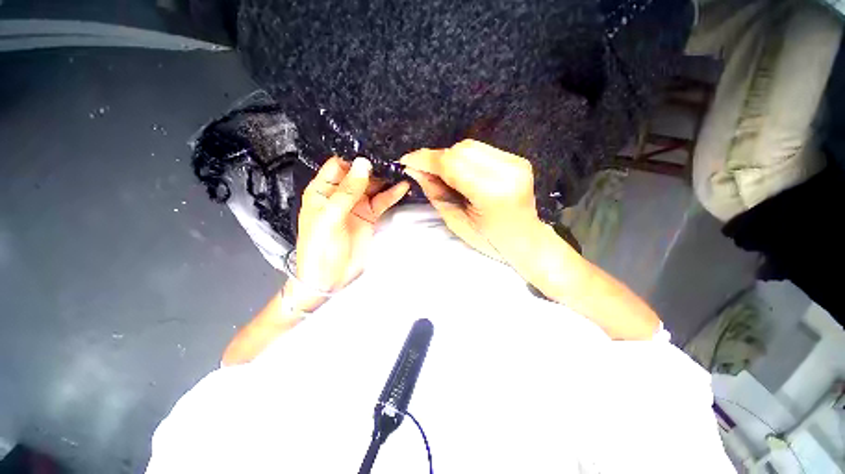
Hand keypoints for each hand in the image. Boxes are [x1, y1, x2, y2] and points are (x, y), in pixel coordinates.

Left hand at [294, 157, 409, 308]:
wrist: (329, 277)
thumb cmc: (320, 247)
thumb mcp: (330, 217)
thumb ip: (347, 191)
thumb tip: (363, 164)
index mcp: (322, 190)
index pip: (338, 166)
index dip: (354, 158)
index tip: (373, 149)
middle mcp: (340, 194)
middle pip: (358, 174)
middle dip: (374, 166)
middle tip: (392, 157)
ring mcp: (357, 205)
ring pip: (373, 186)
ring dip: (386, 179)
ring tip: (401, 169)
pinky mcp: (369, 216)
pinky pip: (382, 201)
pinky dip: (392, 194)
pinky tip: (403, 187)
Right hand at [400, 139, 543, 264]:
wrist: (525, 240)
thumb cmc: (489, 240)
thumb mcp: (456, 221)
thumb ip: (435, 192)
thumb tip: (415, 171)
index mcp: (492, 192)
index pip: (452, 164)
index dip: (425, 159)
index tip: (406, 161)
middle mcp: (507, 170)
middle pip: (460, 150)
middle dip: (435, 158)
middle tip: (422, 171)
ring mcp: (515, 162)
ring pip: (470, 146)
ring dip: (449, 157)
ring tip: (441, 173)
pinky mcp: (517, 159)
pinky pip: (481, 150)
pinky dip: (463, 157)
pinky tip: (460, 172)